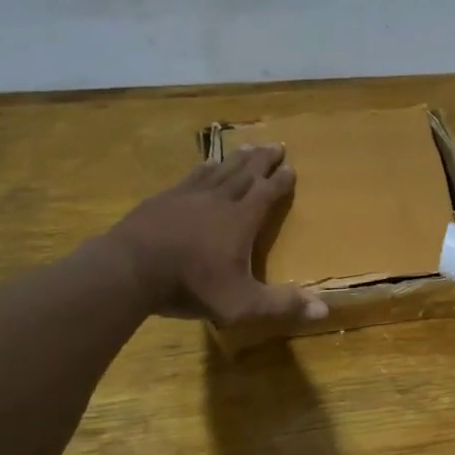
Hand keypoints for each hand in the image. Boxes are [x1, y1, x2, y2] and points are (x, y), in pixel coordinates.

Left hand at [103, 146, 328, 323]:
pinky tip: (205, 166)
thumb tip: (325, 309)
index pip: (267, 194)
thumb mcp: (243, 303)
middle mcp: (219, 200)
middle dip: (263, 161)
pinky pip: (191, 177)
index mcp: (241, 221)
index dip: (281, 181)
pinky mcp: (162, 200)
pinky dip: (204, 168)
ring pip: (219, 171)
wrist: (129, 270)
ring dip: (236, 160)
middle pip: (245, 174)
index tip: (292, 167)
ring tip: (247, 148)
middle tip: (276, 145)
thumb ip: (282, 304)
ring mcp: (187, 197)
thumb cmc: (191, 286)